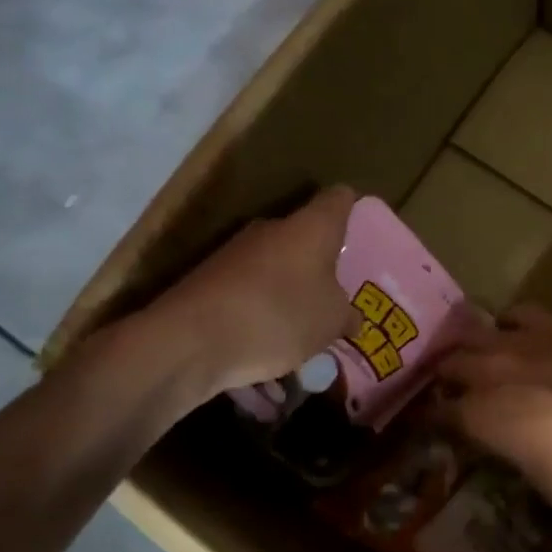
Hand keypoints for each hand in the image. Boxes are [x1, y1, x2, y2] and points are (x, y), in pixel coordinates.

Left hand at [148, 186, 360, 393]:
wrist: (191, 340)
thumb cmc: (279, 316)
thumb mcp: (331, 322)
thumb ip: (346, 315)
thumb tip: (350, 316)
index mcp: (311, 227)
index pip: (338, 200)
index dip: (352, 210)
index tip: (360, 231)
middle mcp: (272, 229)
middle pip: (303, 237)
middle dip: (319, 264)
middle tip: (336, 296)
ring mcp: (235, 253)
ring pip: (274, 268)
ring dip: (288, 294)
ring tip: (302, 334)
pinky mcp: (209, 280)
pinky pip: (249, 294)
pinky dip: (260, 315)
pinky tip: (266, 351)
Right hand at [437, 306, 551, 505]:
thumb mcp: (548, 482)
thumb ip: (519, 461)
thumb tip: (515, 451)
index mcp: (479, 416)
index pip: (437, 415)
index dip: (432, 422)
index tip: (433, 427)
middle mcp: (488, 371)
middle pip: (447, 365)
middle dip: (443, 379)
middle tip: (450, 392)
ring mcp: (519, 340)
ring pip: (472, 331)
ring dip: (468, 346)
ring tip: (476, 357)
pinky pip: (515, 314)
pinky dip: (508, 325)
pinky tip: (519, 335)